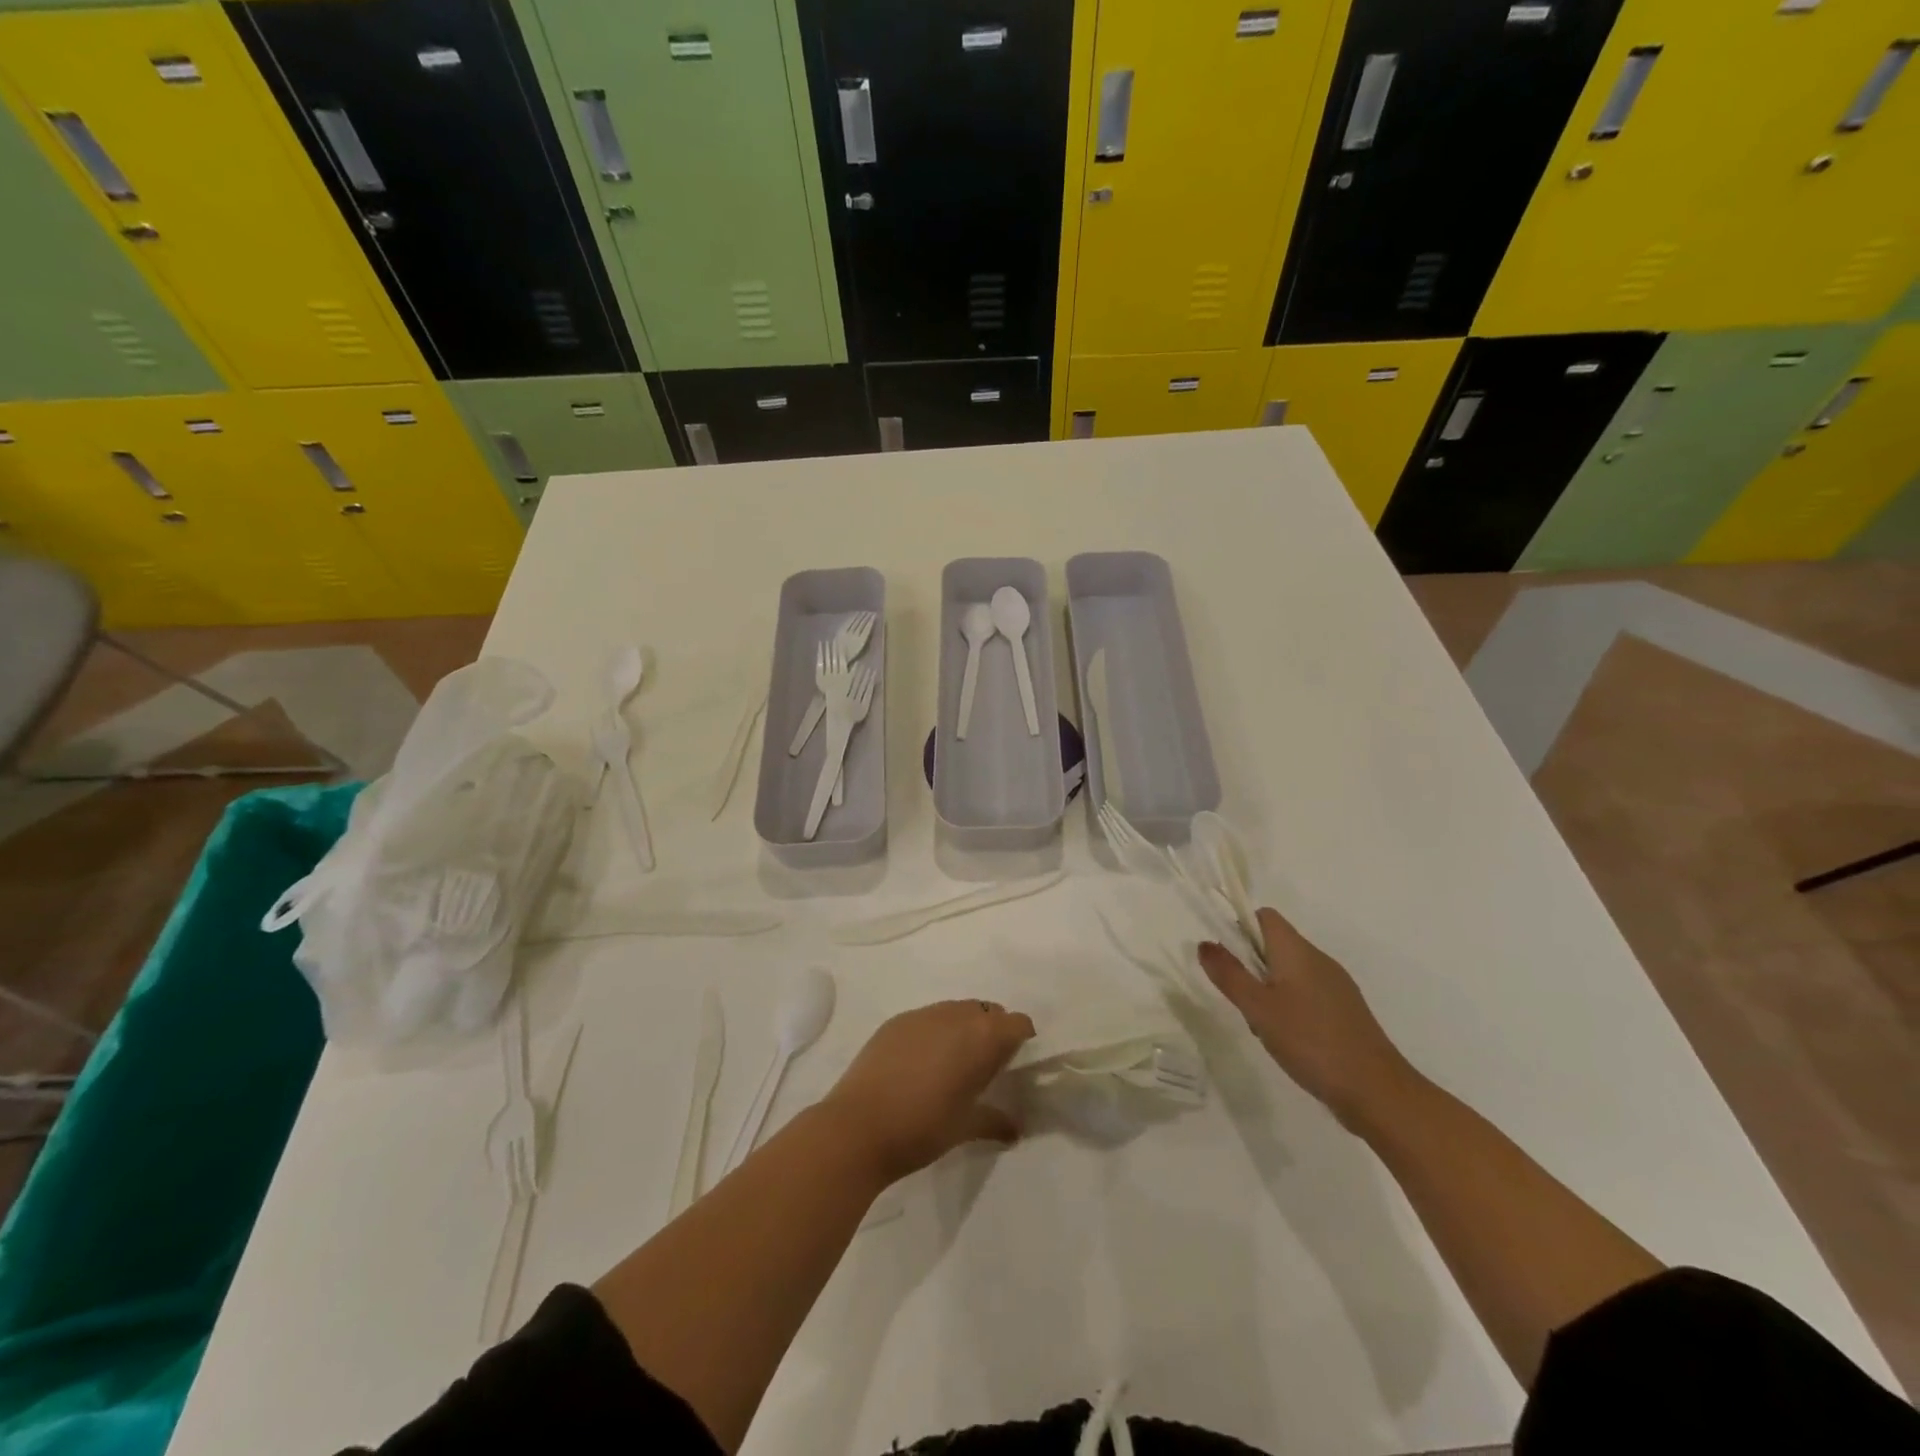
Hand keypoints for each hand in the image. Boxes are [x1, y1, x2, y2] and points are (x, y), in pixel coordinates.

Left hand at [822, 1000, 1035, 1183]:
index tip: (1016, 1061)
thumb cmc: (921, 1129)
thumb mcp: (964, 1128)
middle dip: (993, 1030)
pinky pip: (927, 1017)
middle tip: (986, 1063)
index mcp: (981, 1038)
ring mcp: (922, 1015)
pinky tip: (921, 1061)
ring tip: (953, 1061)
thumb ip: (994, 1121)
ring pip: (956, 1010)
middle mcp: (956, 1016)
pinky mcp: (896, 1021)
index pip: (1016, 1023)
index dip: (1021, 1038)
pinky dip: (934, 1031)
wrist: (857, 1127)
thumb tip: (1015, 1129)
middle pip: (987, 1011)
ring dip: (963, 1027)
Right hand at [1199, 907, 1413, 1131]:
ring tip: (1263, 1026)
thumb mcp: (1258, 1008)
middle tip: (1242, 1001)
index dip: (1240, 928)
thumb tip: (1204, 943)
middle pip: (1275, 944)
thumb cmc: (1310, 1041)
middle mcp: (1319, 960)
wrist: (1376, 1091)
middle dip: (1251, 966)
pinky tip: (1288, 1040)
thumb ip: (1229, 974)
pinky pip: (1307, 994)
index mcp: (1298, 951)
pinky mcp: (1345, 1012)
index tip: (1227, 961)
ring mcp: (1336, 986)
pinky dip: (1290, 1007)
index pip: (1265, 917)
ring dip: (1268, 989)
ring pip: (1290, 972)